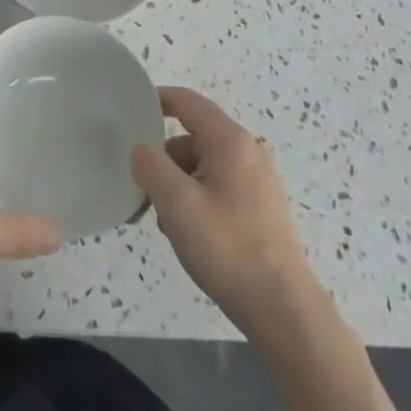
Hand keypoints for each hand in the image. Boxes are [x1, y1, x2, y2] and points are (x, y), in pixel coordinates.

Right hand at [132, 87, 321, 337]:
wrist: (283, 311)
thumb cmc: (228, 248)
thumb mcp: (177, 203)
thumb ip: (151, 166)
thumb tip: (141, 150)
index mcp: (229, 140)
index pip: (186, 101)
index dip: (156, 100)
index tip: (128, 111)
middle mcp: (246, 151)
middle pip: (191, 137)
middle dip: (164, 159)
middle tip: (145, 190)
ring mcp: (256, 180)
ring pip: (201, 166)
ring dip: (178, 185)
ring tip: (168, 223)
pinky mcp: (258, 207)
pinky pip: (216, 187)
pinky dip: (196, 200)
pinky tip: (189, 234)